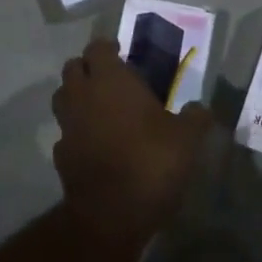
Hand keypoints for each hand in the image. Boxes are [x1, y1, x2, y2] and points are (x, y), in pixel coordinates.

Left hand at [52, 38, 209, 242]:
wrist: (111, 214)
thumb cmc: (151, 163)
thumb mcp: (187, 139)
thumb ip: (195, 117)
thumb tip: (201, 108)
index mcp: (111, 81)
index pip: (98, 47)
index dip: (108, 47)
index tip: (122, 53)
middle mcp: (83, 95)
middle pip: (73, 68)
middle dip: (88, 68)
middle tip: (110, 78)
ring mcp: (67, 125)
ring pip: (62, 97)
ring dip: (76, 96)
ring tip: (100, 106)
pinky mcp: (60, 154)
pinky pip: (65, 133)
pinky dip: (76, 131)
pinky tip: (94, 143)